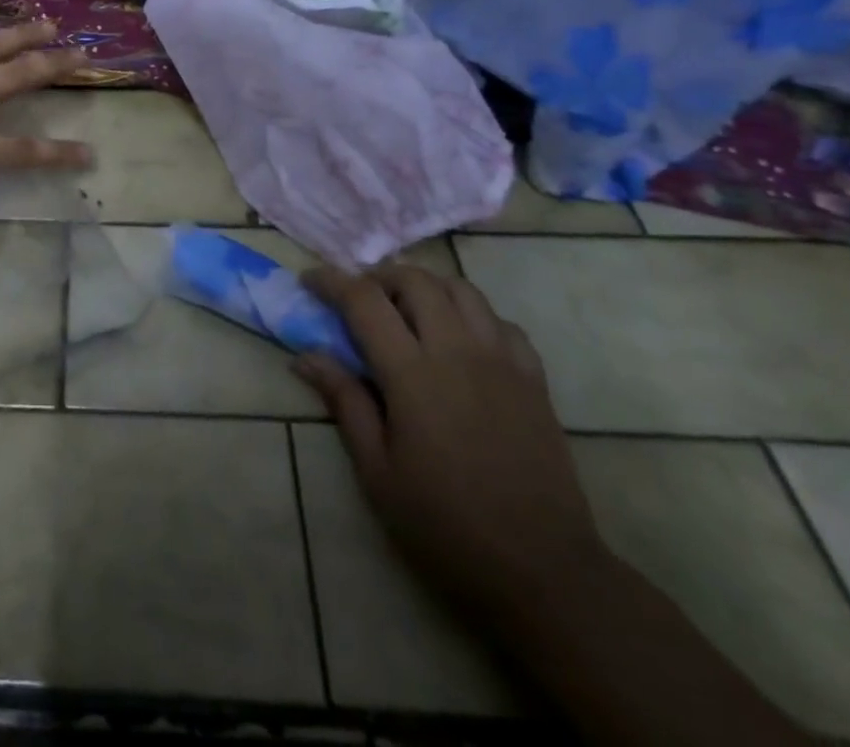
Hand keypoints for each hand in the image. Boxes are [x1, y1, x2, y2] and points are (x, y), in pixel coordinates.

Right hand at [296, 264, 610, 619]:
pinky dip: (471, 314)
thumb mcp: (378, 471)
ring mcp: (502, 361)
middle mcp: (457, 351)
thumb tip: (306, 356)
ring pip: (461, 289)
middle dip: (379, 277)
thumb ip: (344, 402)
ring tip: (407, 309)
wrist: (543, 570)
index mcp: (413, 374)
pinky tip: (459, 340)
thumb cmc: (446, 525)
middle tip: (359, 299)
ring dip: (426, 286)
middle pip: (415, 280)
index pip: (364, 300)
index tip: (310, 281)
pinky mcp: (534, 379)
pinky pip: (500, 321)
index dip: (331, 281)